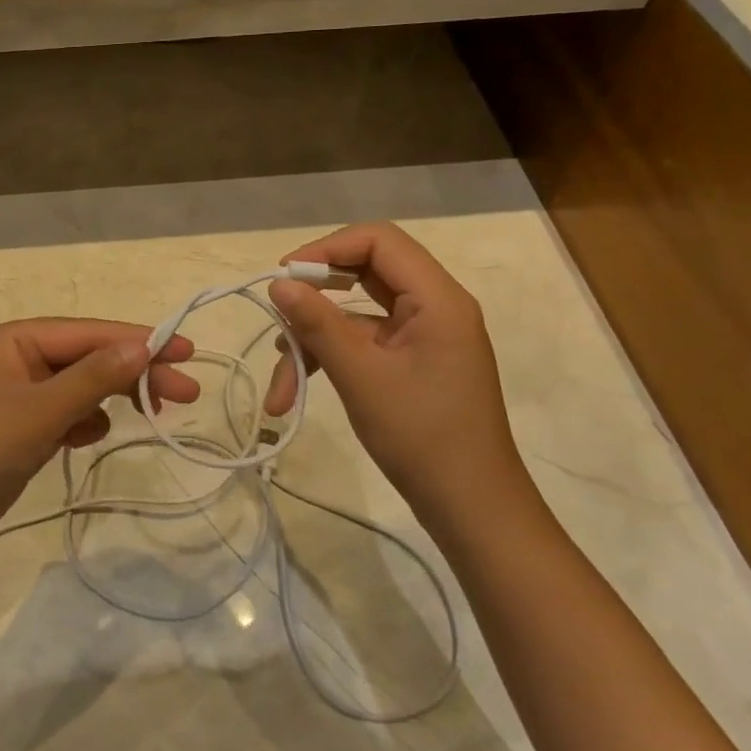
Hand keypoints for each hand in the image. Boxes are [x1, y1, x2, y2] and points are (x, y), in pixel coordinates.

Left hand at [0, 319, 199, 568]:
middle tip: (187, 394)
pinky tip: (93, 436)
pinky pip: (64, 415)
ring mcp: (15, 397)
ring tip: (152, 413)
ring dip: (113, 397)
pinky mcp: (17, 432)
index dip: (140, 340)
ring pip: (80, 388)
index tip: (187, 352)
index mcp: (14, 340)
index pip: (90, 333)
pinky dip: (84, 422)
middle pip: (88, 358)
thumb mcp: (39, 411)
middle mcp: (16, 360)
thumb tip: (145, 343)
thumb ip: (94, 377)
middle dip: (135, 372)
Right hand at [262, 223, 533, 532]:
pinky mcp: (413, 360)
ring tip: (280, 384)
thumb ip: (318, 323)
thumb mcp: (361, 377)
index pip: (378, 241)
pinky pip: (364, 341)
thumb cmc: (421, 438)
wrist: (472, 509)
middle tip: (278, 309)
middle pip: (365, 271)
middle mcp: (434, 306)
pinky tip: (295, 388)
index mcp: (437, 299)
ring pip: (356, 313)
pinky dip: (330, 357)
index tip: (285, 276)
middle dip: (316, 294)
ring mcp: (423, 335)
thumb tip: (278, 282)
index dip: (327, 249)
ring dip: (314, 339)